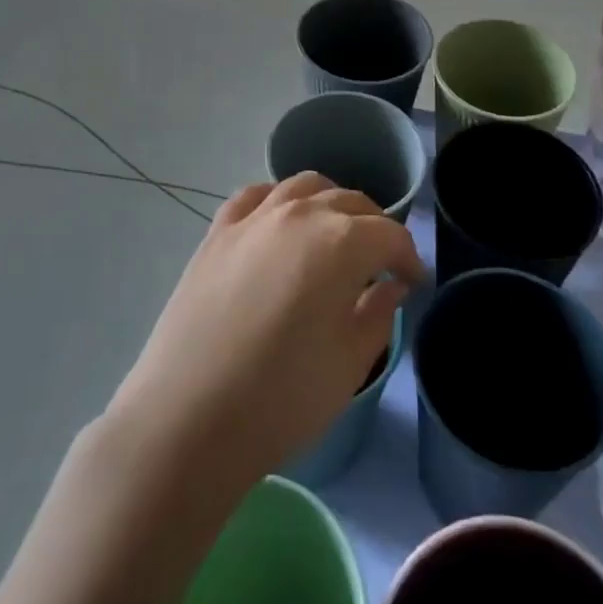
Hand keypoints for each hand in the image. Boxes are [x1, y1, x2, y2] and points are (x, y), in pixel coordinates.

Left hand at [108, 173, 423, 485]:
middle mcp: (300, 213)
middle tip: (380, 263)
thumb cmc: (282, 398)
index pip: (390, 234)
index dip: (408, 257)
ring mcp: (254, 217)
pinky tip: (280, 223)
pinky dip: (278, 201)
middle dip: (374, 228)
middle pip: (350, 202)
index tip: (413, 281)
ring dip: (329, 204)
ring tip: (334, 236)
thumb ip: (379, 313)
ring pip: (304, 186)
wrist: (189, 417)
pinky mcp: (218, 230)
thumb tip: (391, 285)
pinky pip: (257, 195)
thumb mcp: (350, 363)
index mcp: (341, 242)